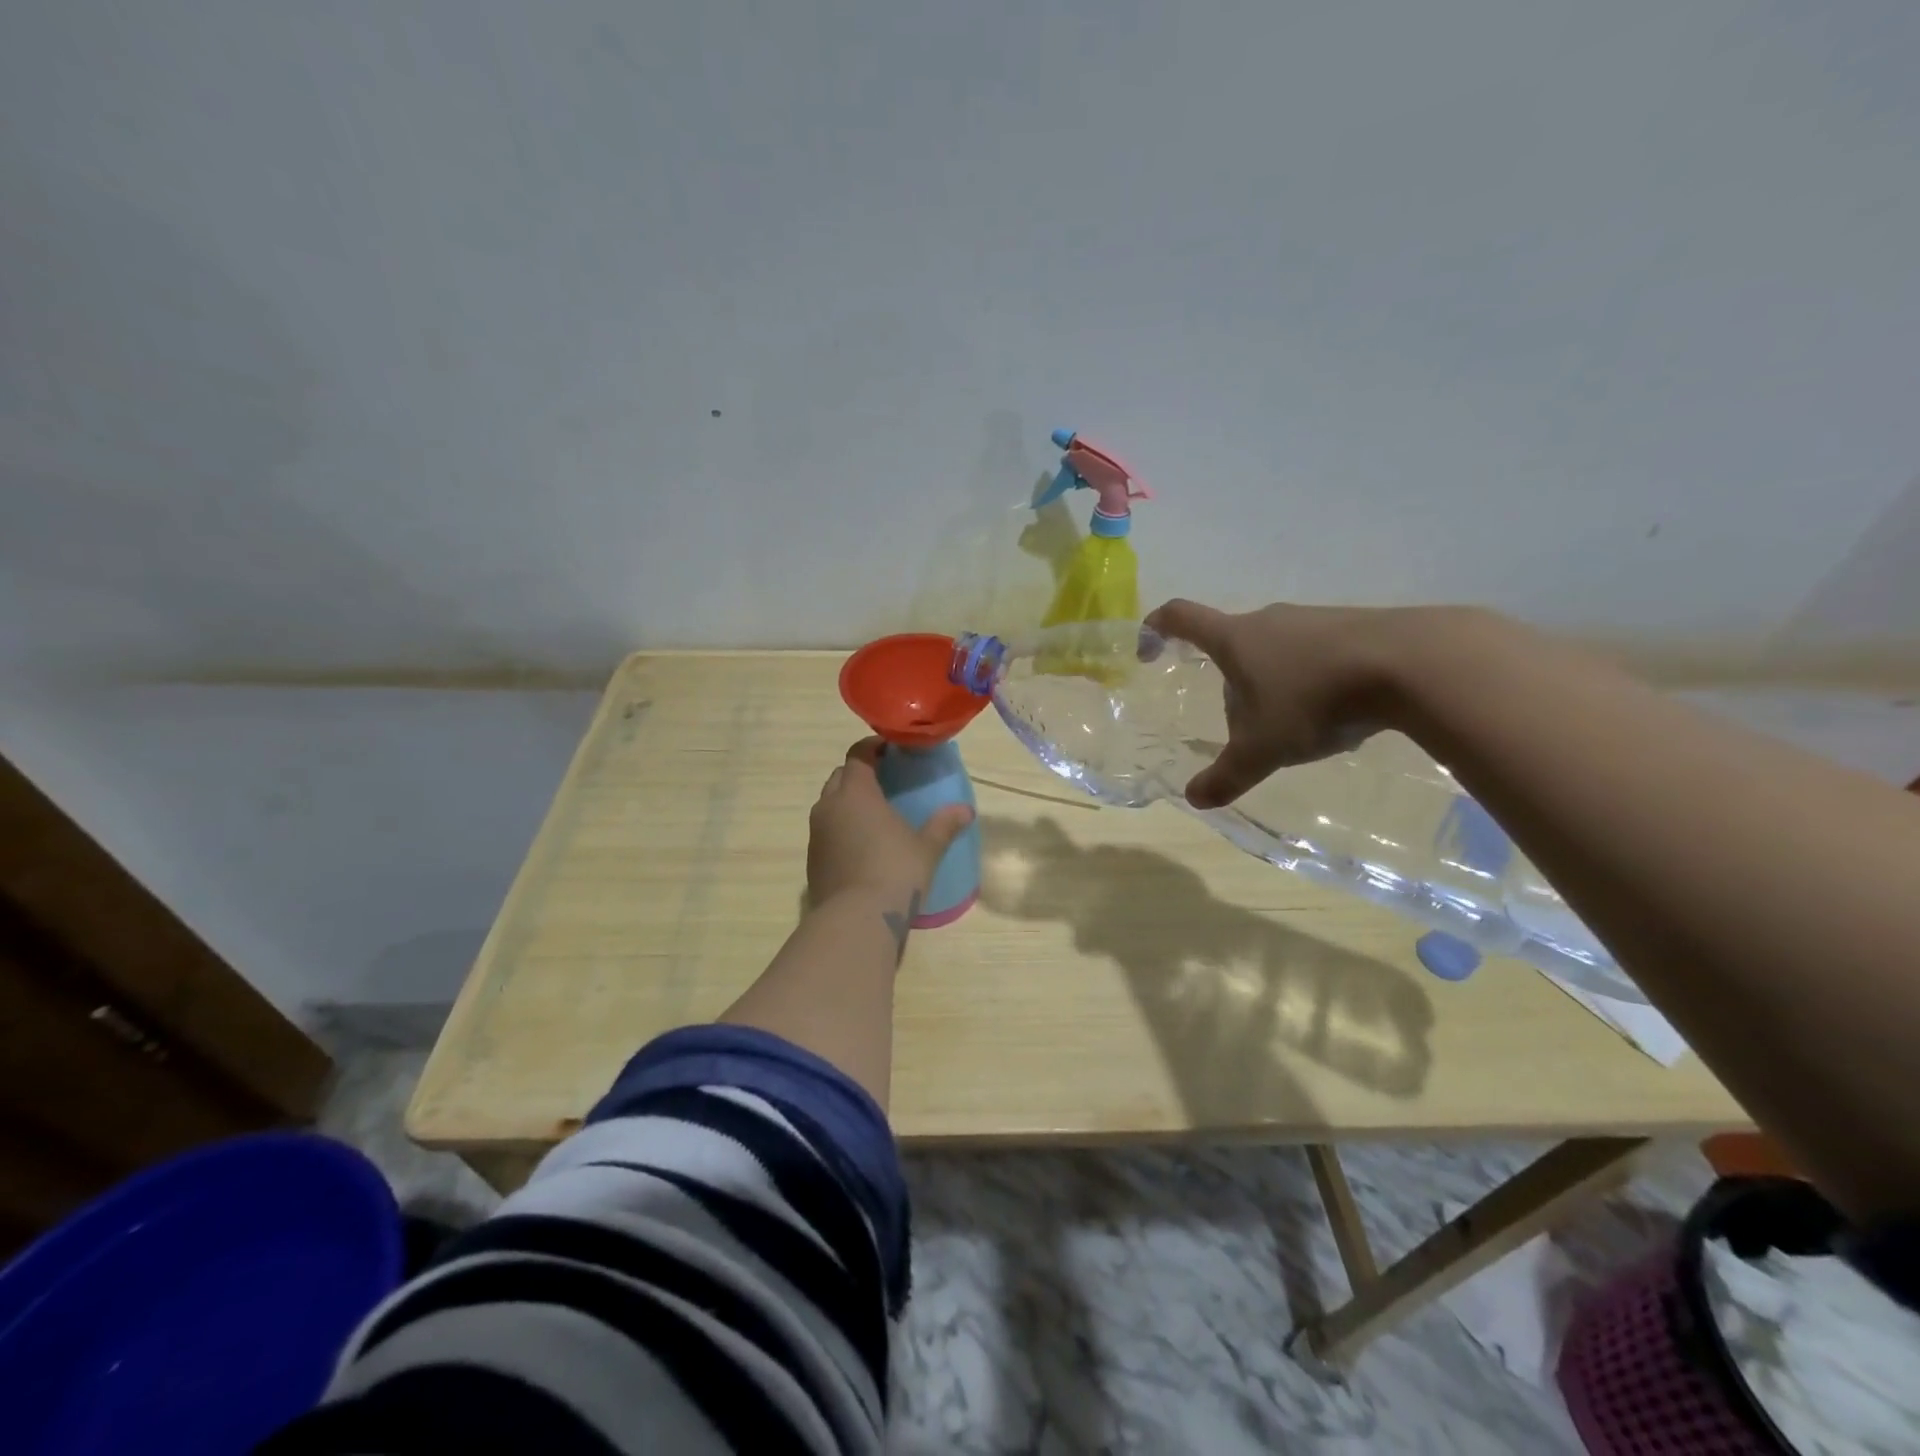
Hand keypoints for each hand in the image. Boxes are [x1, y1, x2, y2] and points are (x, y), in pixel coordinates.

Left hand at [807, 738, 974, 907]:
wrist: (856, 921)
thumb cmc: (895, 873)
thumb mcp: (927, 848)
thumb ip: (944, 825)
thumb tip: (966, 810)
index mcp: (856, 793)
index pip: (858, 755)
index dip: (872, 748)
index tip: (890, 750)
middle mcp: (829, 806)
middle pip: (839, 777)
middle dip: (858, 774)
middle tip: (885, 781)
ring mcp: (816, 834)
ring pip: (829, 805)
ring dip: (847, 803)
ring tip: (874, 814)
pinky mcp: (812, 860)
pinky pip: (826, 832)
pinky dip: (841, 829)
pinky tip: (861, 845)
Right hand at [1143, 599, 1403, 808]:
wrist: (1412, 664)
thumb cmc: (1315, 700)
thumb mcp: (1264, 749)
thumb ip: (1227, 776)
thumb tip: (1194, 799)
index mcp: (1235, 639)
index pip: (1182, 617)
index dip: (1157, 628)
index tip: (1148, 648)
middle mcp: (1269, 620)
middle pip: (1233, 644)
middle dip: (1228, 680)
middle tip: (1242, 722)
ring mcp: (1314, 619)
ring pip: (1277, 650)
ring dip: (1273, 683)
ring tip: (1294, 724)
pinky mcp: (1354, 626)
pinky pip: (1316, 652)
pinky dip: (1312, 679)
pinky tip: (1336, 712)